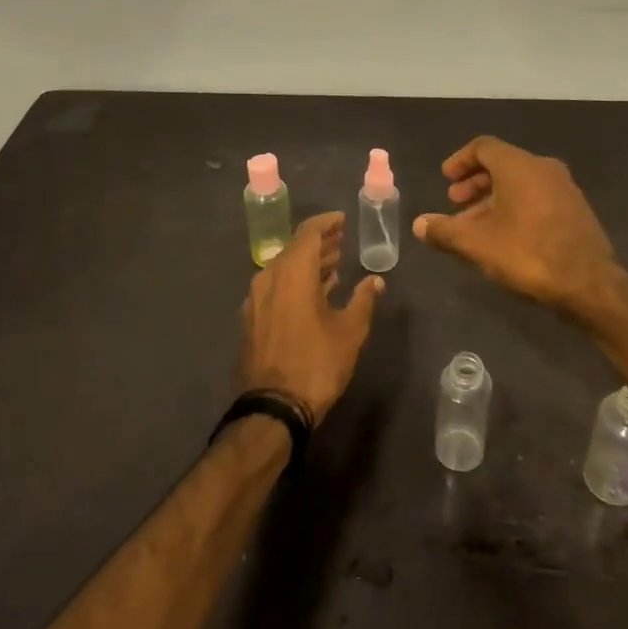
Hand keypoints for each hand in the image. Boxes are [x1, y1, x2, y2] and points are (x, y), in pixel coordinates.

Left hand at [240, 212, 382, 425]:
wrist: (273, 407)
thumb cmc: (317, 363)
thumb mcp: (350, 331)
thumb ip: (363, 300)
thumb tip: (375, 280)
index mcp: (293, 273)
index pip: (308, 233)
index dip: (326, 223)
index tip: (342, 220)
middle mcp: (269, 278)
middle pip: (294, 249)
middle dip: (319, 243)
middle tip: (341, 240)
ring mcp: (256, 299)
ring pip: (284, 269)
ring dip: (308, 264)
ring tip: (333, 265)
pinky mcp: (252, 319)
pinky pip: (276, 287)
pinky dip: (295, 282)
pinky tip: (314, 293)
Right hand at [413, 136, 619, 313]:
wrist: (590, 283)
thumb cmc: (528, 253)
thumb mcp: (478, 244)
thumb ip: (445, 231)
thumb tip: (419, 224)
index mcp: (519, 166)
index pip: (484, 147)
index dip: (460, 160)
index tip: (446, 179)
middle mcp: (544, 168)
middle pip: (502, 164)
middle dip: (475, 182)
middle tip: (455, 203)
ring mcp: (564, 188)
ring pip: (520, 183)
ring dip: (493, 198)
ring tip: (475, 226)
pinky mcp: (575, 209)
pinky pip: (537, 196)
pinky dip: (515, 206)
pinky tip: (505, 236)